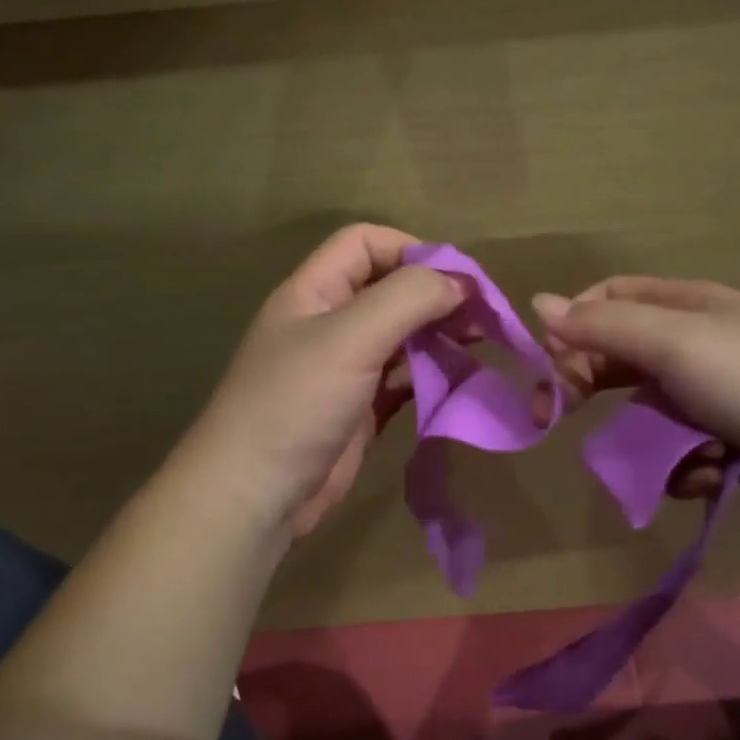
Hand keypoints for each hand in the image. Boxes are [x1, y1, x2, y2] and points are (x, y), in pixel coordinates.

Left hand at [181, 224, 463, 539]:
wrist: (255, 495)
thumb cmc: (296, 403)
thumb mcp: (350, 337)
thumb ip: (407, 299)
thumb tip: (458, 283)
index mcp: (314, 292)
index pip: (365, 244)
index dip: (412, 250)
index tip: (458, 279)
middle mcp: (329, 323)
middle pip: (390, 290)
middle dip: (436, 296)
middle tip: (484, 318)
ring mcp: (344, 369)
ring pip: (401, 336)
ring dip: (439, 336)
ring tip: (480, 345)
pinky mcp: (359, 409)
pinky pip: (403, 380)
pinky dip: (432, 376)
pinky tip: (460, 381)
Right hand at [533, 277, 739, 512]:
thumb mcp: (673, 343)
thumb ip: (602, 327)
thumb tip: (537, 302)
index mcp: (682, 306)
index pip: (606, 301)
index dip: (571, 327)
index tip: (548, 364)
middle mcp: (692, 344)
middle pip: (616, 359)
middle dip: (586, 386)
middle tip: (555, 418)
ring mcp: (710, 394)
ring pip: (644, 414)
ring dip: (645, 439)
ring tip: (669, 457)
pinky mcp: (725, 439)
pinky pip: (677, 450)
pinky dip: (682, 466)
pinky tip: (708, 472)